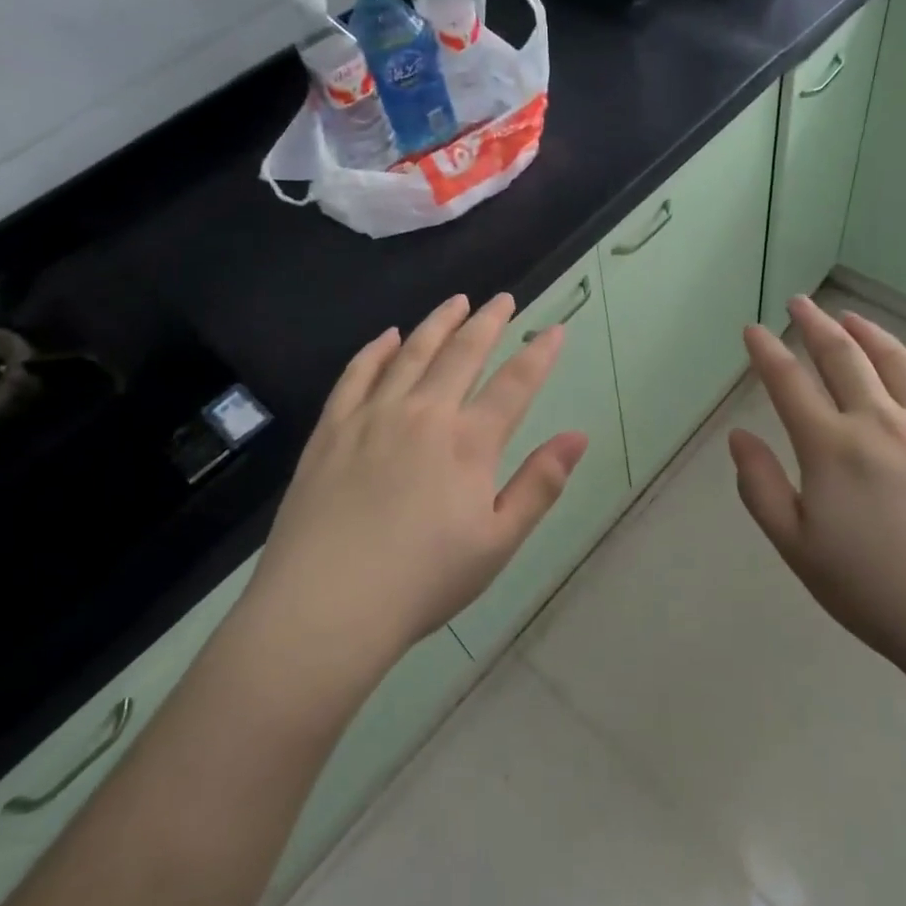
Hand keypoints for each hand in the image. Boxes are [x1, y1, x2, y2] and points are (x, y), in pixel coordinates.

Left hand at [245, 294, 587, 683]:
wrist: (326, 606)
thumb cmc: (422, 582)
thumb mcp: (498, 543)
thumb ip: (540, 484)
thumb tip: (579, 436)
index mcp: (468, 443)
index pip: (514, 384)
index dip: (539, 354)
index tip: (555, 329)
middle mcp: (423, 414)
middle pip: (462, 353)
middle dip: (488, 321)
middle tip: (503, 300)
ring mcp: (372, 416)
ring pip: (411, 353)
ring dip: (437, 324)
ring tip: (455, 302)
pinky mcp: (332, 428)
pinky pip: (357, 374)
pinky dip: (375, 349)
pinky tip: (386, 336)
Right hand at [727, 296, 905, 681]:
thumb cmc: (877, 592)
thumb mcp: (798, 549)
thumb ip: (760, 488)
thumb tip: (738, 437)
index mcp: (830, 448)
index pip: (788, 383)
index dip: (766, 351)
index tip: (753, 330)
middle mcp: (879, 422)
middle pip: (842, 356)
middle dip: (815, 324)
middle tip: (800, 303)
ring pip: (896, 361)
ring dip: (869, 332)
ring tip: (851, 317)